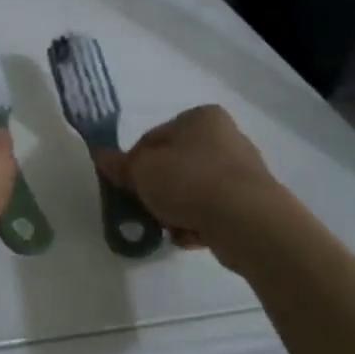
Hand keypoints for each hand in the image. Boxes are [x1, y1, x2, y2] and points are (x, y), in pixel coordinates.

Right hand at [95, 105, 277, 250]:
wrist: (247, 222)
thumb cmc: (188, 182)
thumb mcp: (141, 171)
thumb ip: (119, 165)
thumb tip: (101, 157)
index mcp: (200, 118)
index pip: (153, 138)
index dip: (134, 163)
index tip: (126, 186)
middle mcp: (226, 137)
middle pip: (174, 165)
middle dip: (157, 189)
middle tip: (145, 207)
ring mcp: (243, 171)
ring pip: (192, 190)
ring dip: (176, 208)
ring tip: (169, 226)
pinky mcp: (253, 203)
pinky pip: (214, 210)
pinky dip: (199, 222)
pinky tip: (191, 235)